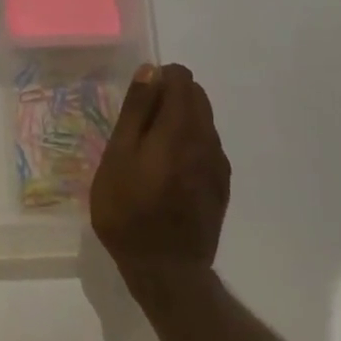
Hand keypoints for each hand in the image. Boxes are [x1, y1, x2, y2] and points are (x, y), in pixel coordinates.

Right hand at [89, 64, 230, 282]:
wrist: (166, 270)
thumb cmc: (128, 210)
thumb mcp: (119, 156)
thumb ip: (137, 111)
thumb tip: (151, 71)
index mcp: (181, 128)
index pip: (182, 79)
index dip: (158, 81)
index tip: (136, 104)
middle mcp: (207, 140)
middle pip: (196, 97)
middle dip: (169, 99)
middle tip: (137, 129)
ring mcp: (218, 165)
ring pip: (203, 122)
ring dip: (179, 123)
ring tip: (148, 153)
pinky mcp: (221, 186)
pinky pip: (206, 148)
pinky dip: (188, 146)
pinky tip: (166, 174)